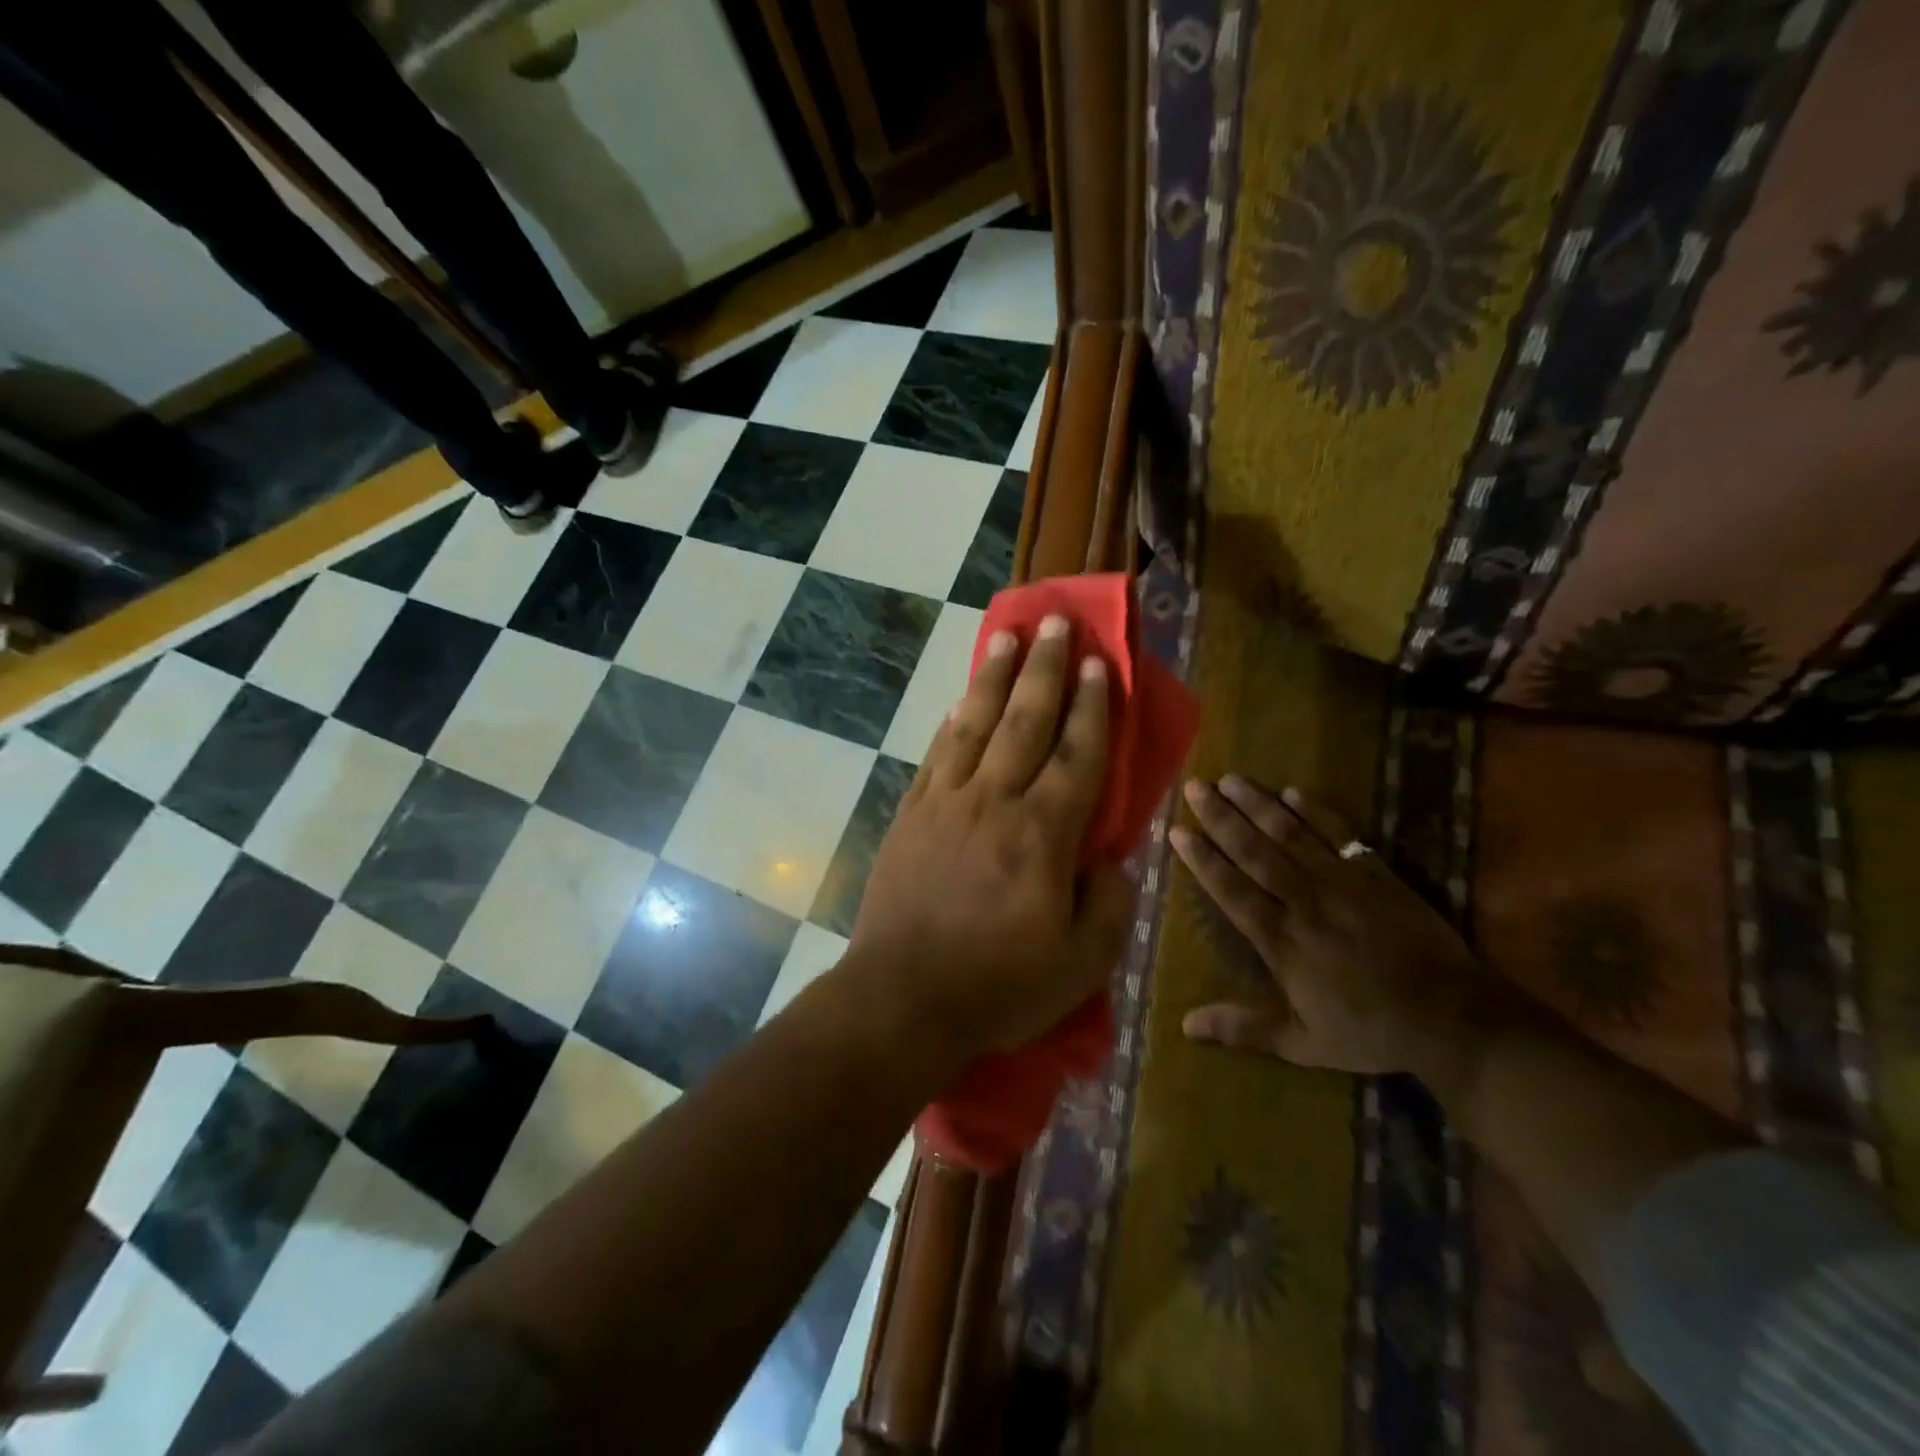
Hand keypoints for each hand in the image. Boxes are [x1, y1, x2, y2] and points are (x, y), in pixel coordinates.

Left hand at [843, 615, 1132, 1066]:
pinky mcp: (910, 816)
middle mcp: (994, 802)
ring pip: (976, 726)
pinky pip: (937, 756)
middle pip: (1025, 722)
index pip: (1076, 755)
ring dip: (994, 679)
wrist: (902, 999)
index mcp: (1042, 835)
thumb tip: (1109, 861)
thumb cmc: (999, 986)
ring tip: (1006, 637)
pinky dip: (952, 724)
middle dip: (1045, 669)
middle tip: (1055, 622)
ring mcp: (945, 804)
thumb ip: (1108, 904)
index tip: (1099, 663)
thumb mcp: (1080, 963)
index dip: (1092, 707)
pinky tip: (960, 703)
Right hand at [1172, 776, 1505, 1090]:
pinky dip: (1318, 812)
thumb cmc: (1370, 1031)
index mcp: (1282, 941)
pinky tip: (1293, 792)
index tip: (1178, 831)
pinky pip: (1341, 835)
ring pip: (1291, 836)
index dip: (1202, 860)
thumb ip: (1243, 1029)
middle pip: (1254, 852)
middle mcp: (1304, 903)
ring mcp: (1342, 884)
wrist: (1451, 1018)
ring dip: (1259, 805)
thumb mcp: (1303, 1043)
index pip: (1231, 890)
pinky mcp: (1376, 874)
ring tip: (1231, 779)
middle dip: (1221, 818)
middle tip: (1195, 788)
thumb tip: (1185, 1026)